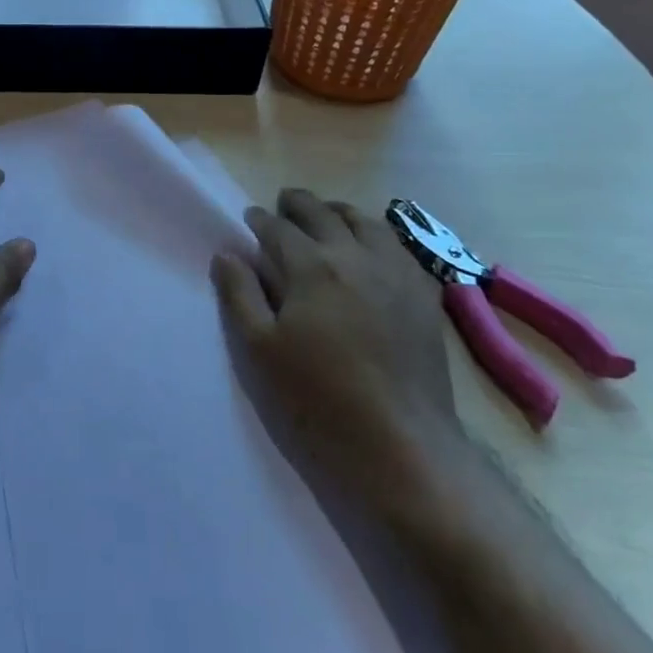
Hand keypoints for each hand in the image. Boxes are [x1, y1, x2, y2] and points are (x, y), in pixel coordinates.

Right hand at [211, 188, 458, 469]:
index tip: (249, 219)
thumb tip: (227, 254)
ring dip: (338, 212)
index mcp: (312, 267)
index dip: (260, 220)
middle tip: (283, 206)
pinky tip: (371, 248)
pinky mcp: (424, 297)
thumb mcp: (259, 350)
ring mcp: (397, 274)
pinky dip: (376, 235)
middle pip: (323, 213)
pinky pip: (399, 248)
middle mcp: (356, 257)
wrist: (402, 448)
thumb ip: (239, 295)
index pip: (279, 228)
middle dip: (298, 204)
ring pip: (365, 222)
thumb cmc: (318, 400)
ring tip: (326, 216)